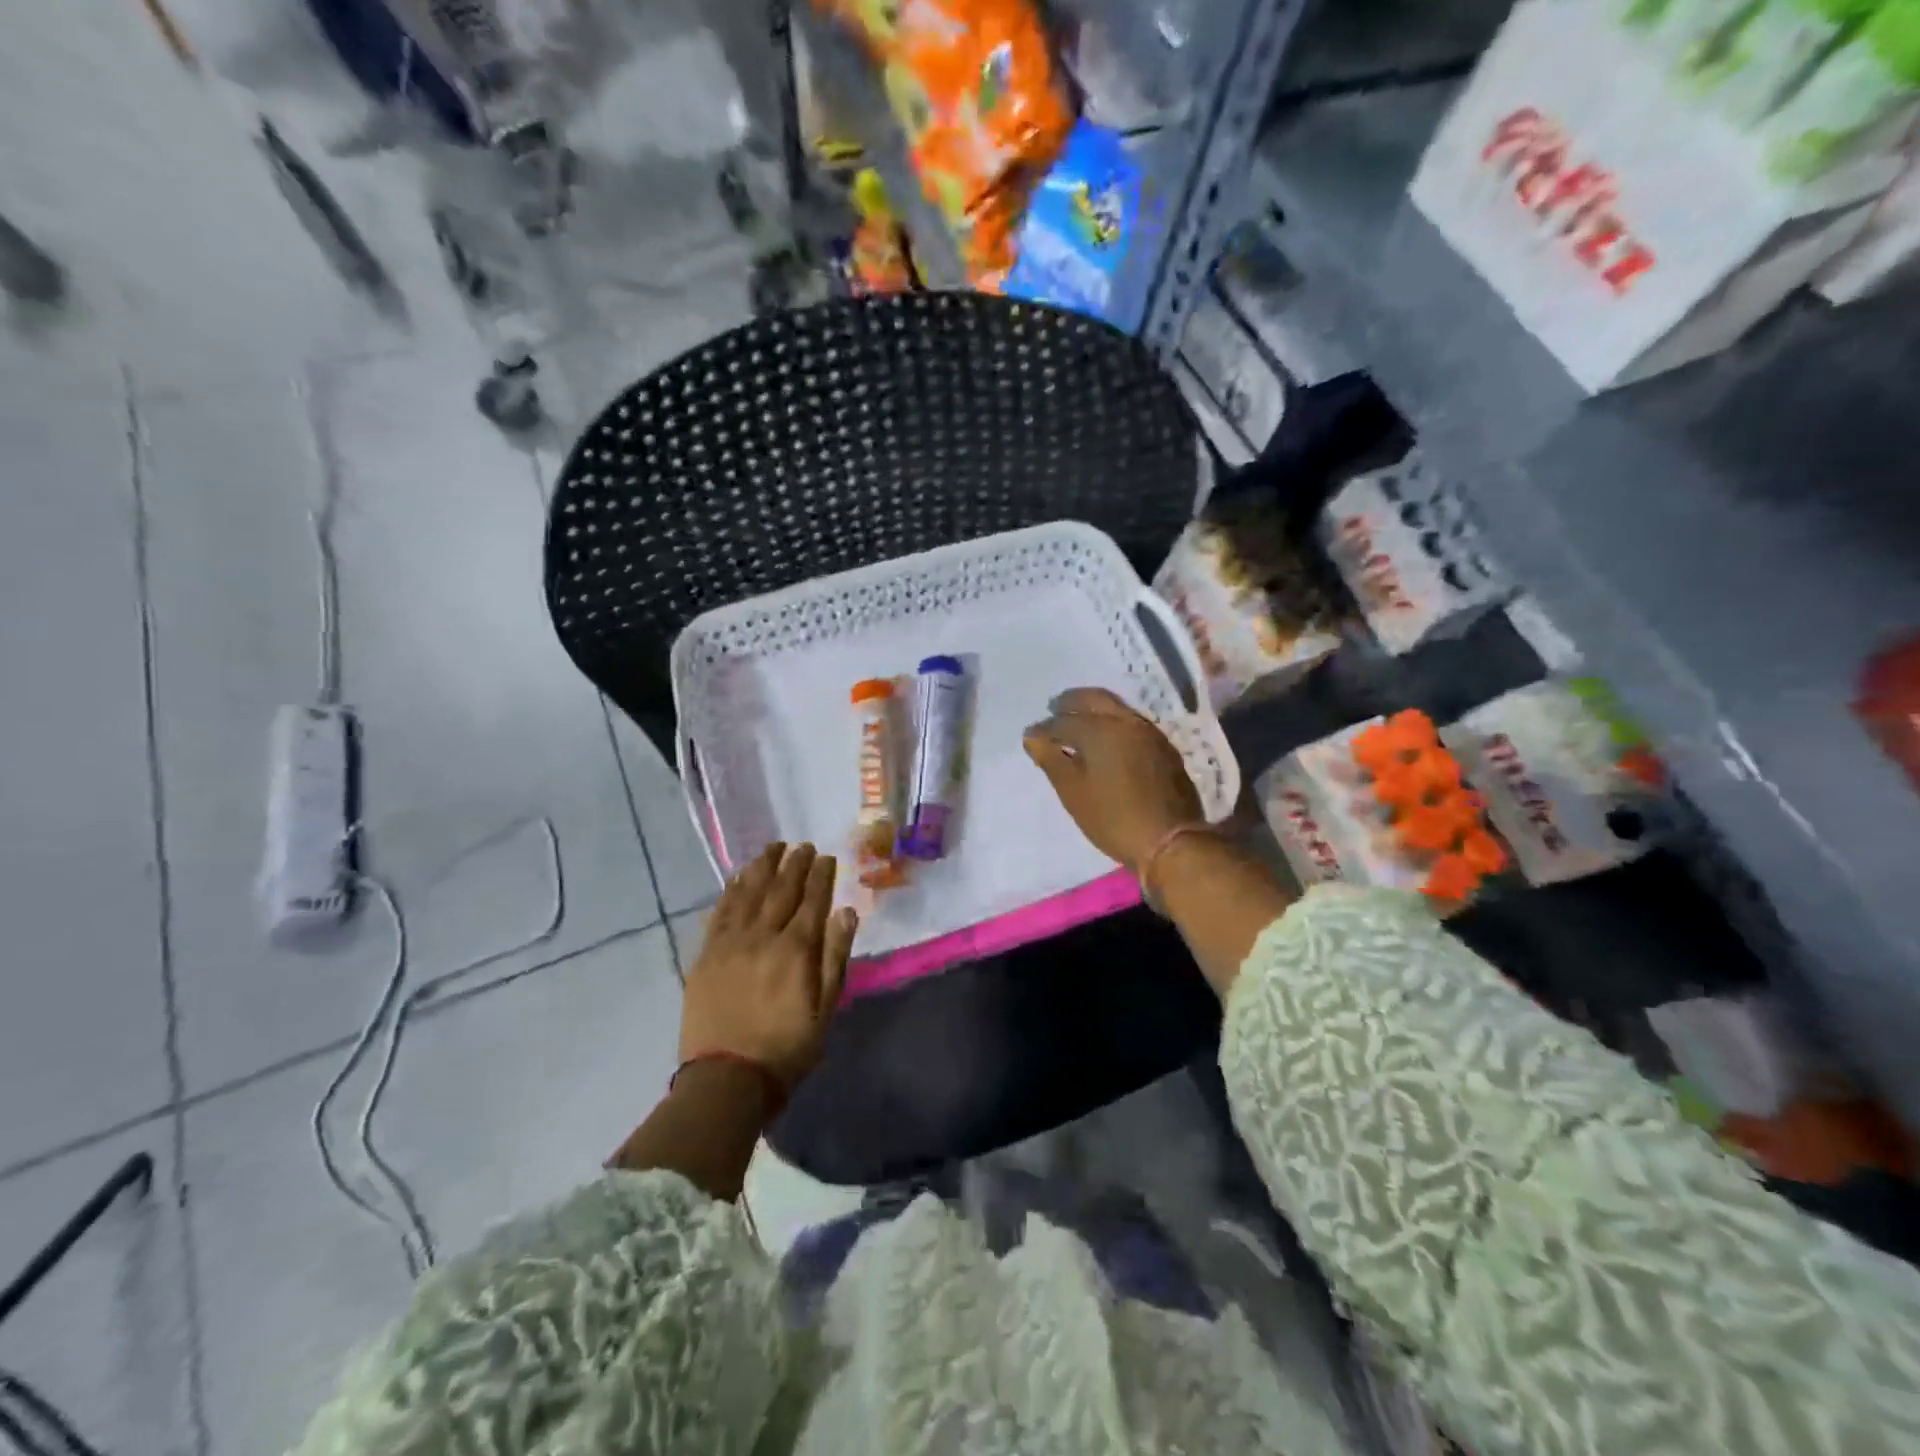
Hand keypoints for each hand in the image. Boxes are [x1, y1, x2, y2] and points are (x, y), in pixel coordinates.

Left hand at [679, 842, 856, 1089]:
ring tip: (773, 848)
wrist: (726, 1080)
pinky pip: (720, 912)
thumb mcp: (826, 1009)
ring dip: (763, 867)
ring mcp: (730, 943)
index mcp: (796, 950)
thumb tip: (846, 912)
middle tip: (803, 846)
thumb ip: (835, 957)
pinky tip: (738, 877)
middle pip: (781, 890)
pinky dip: (731, 890)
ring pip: (748, 893)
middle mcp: (763, 936)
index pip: (812, 901)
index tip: (827, 858)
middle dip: (795, 864)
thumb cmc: (786, 1049)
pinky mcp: (706, 955)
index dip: (821, 877)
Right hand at [1022, 687, 1203, 872]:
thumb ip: (1050, 759)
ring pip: (1115, 707)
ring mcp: (1148, 732)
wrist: (1170, 839)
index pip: (1062, 721)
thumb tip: (1032, 736)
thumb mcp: (1073, 792)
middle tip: (1054, 709)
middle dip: (1070, 702)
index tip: (1031, 737)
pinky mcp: (1163, 747)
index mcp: (1099, 729)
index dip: (1043, 729)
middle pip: (1093, 699)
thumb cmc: (1112, 817)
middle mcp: (1125, 721)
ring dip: (1093, 708)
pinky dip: (1112, 721)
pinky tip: (1106, 738)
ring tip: (1077, 722)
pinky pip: (1131, 722)